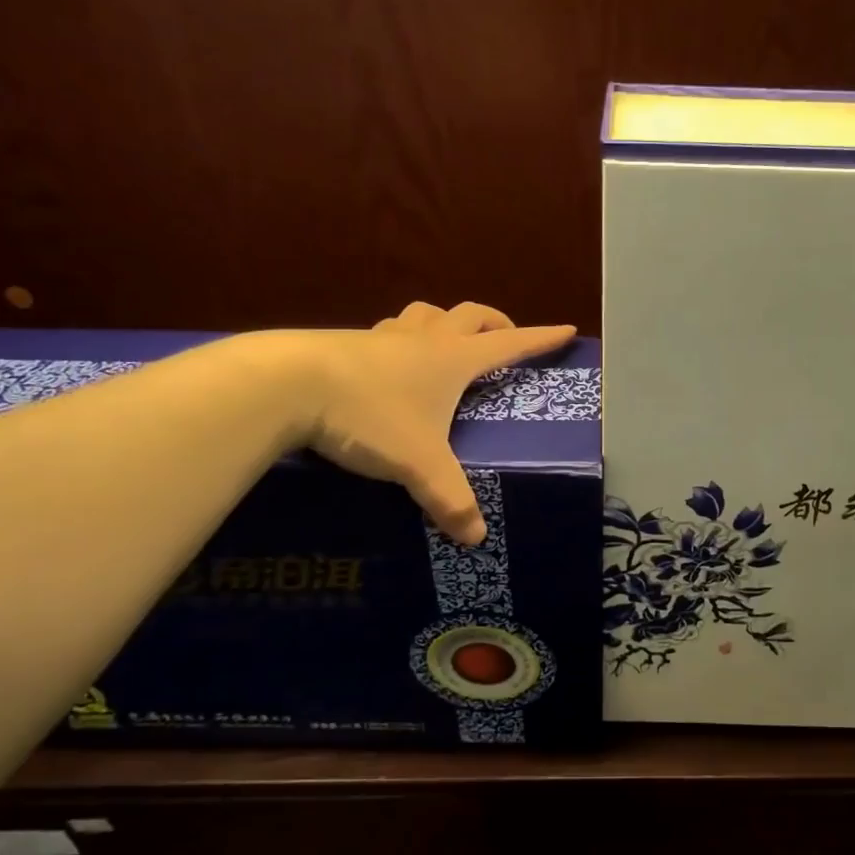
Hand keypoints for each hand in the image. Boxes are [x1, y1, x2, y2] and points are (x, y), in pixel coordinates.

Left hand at [294, 302, 574, 546]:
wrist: (288, 383)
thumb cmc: (370, 415)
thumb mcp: (419, 464)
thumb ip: (450, 500)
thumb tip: (475, 539)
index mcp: (454, 361)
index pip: (510, 345)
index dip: (540, 339)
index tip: (567, 329)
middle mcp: (425, 341)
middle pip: (471, 316)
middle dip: (495, 323)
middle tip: (505, 338)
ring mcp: (384, 337)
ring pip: (426, 315)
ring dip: (445, 323)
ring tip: (447, 344)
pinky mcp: (348, 344)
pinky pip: (388, 332)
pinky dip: (403, 339)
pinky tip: (389, 363)